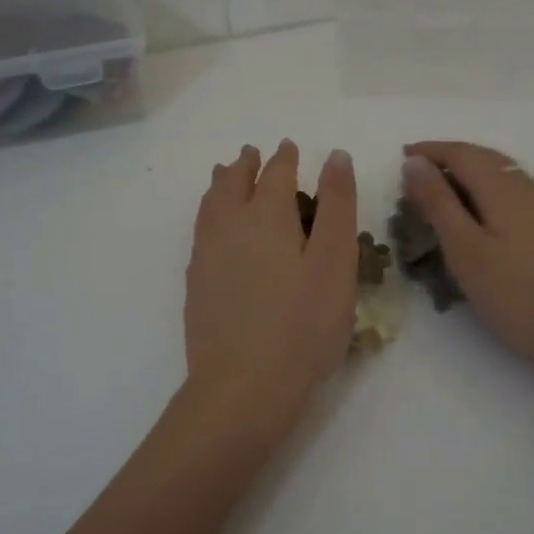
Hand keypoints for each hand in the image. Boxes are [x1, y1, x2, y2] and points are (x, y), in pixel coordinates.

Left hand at [182, 140, 357, 434]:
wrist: (242, 386)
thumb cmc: (302, 324)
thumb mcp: (336, 261)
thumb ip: (337, 205)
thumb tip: (335, 156)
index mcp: (266, 215)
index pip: (276, 173)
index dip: (285, 158)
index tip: (289, 147)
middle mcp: (229, 225)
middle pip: (233, 182)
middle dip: (245, 164)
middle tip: (252, 153)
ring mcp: (207, 255)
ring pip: (210, 204)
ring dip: (221, 183)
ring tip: (224, 174)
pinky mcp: (196, 283)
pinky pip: (200, 230)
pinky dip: (208, 213)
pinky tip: (213, 227)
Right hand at [401, 141, 533, 386]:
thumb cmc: (519, 296)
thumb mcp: (466, 251)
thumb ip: (439, 203)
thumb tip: (415, 162)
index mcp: (504, 187)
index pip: (461, 152)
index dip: (429, 151)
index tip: (400, 159)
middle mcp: (529, 187)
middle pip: (483, 159)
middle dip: (447, 162)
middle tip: (415, 181)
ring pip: (501, 177)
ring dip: (467, 178)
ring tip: (441, 200)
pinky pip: (513, 195)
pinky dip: (486, 196)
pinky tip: (481, 222)